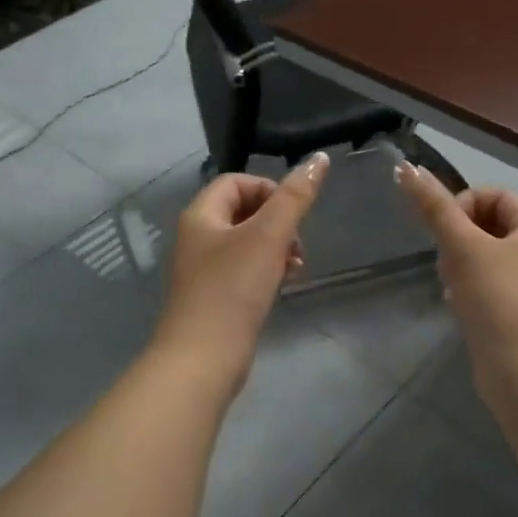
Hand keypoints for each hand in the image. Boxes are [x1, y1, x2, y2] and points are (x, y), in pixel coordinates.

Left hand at [153, 153, 328, 381]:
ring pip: (247, 243)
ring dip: (277, 247)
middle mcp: (197, 238)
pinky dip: (266, 270)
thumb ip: (295, 196)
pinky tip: (282, 285)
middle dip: (278, 222)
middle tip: (297, 244)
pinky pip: (245, 270)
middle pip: (243, 211)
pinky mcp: (215, 297)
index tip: (294, 212)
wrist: (203, 358)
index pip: (236, 182)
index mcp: (200, 216)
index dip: (269, 189)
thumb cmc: (233, 289)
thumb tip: (319, 158)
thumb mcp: (269, 236)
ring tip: (295, 267)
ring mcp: (204, 270)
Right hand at [394, 164, 517, 394]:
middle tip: (446, 259)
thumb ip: (435, 207)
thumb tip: (406, 167)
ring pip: (485, 257)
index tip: (446, 229)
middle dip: (459, 236)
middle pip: (490, 224)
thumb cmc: (499, 300)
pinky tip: (455, 304)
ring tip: (450, 283)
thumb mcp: (463, 247)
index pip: (497, 195)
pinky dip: (468, 288)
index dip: (466, 203)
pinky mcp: (516, 314)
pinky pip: (487, 285)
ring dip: (460, 263)